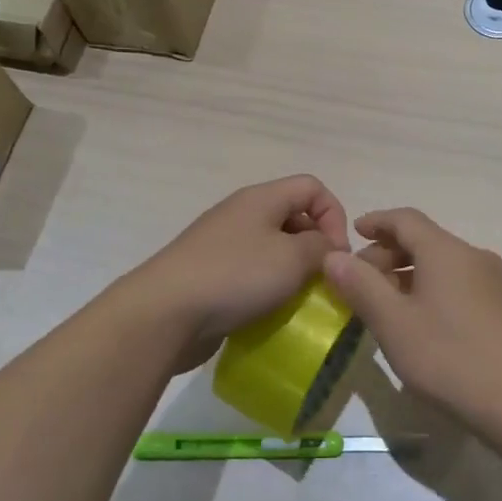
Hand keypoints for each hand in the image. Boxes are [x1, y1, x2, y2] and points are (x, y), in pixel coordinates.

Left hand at [132, 175, 349, 371]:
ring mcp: (222, 244)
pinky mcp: (210, 274)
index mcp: (261, 198)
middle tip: (322, 281)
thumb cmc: (235, 276)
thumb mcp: (292, 259)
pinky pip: (250, 273)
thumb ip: (322, 248)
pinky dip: (267, 289)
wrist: (165, 313)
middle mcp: (241, 213)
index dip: (334, 216)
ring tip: (299, 300)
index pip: (312, 187)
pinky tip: (269, 312)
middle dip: (315, 246)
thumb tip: (328, 248)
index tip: (336, 254)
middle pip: (292, 216)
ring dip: (292, 272)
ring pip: (272, 248)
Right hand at [320, 208, 501, 444]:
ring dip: (408, 274)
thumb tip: (334, 256)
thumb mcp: (393, 323)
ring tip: (384, 304)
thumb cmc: (449, 357)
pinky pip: (458, 283)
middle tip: (360, 282)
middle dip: (388, 254)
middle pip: (424, 240)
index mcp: (445, 251)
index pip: (405, 219)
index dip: (376, 221)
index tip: (353, 233)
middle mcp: (472, 256)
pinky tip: (420, 321)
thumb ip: (360, 285)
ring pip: (441, 263)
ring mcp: (493, 281)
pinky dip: (431, 288)